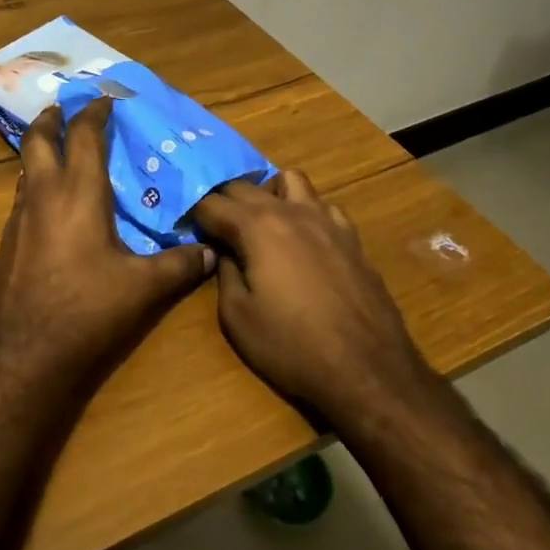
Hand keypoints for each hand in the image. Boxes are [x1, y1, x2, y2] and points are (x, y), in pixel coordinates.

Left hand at [0, 99, 214, 391]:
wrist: (24, 353)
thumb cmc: (86, 309)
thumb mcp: (143, 288)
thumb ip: (180, 266)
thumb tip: (211, 253)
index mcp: (78, 192)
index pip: (84, 136)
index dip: (95, 113)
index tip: (106, 99)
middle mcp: (43, 195)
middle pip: (39, 139)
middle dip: (53, 118)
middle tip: (65, 108)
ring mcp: (19, 218)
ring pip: (26, 168)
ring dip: (41, 151)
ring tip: (60, 150)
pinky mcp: (7, 242)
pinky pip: (22, 197)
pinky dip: (37, 184)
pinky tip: (53, 205)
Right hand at [191, 171, 431, 427]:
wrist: (367, 370)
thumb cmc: (293, 347)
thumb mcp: (237, 317)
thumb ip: (224, 273)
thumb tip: (224, 252)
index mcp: (257, 227)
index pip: (212, 203)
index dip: (192, 213)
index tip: (182, 226)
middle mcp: (291, 211)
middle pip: (246, 185)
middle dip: (223, 199)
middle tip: (211, 225)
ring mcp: (327, 220)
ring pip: (290, 180)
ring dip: (268, 193)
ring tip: (260, 222)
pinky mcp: (351, 237)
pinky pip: (322, 205)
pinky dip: (304, 211)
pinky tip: (303, 239)